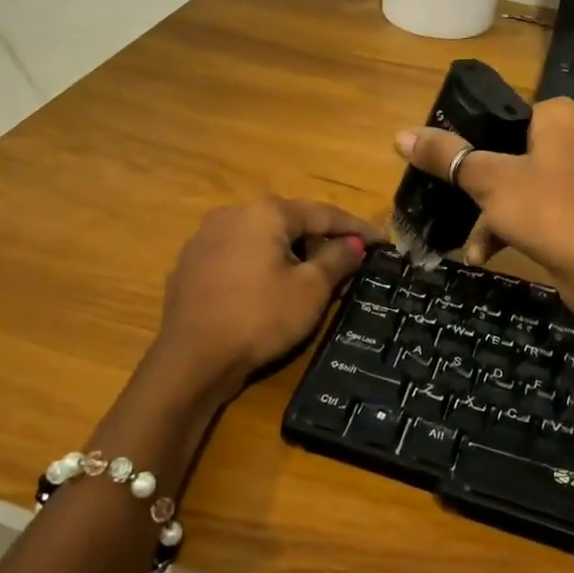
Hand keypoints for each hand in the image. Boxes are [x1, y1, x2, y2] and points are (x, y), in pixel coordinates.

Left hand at [150, 197, 379, 402]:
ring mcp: (205, 238)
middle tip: (348, 265)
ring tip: (311, 280)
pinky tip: (269, 291)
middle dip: (321, 241)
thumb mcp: (310, 290)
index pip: (323, 213)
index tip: (383, 241)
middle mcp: (233, 213)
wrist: (191, 360)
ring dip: (290, 254)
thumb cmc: (260, 318)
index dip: (357, 228)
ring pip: (261, 238)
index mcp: (265, 212)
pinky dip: (260, 266)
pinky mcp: (190, 264)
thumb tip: (355, 244)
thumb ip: (337, 259)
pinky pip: (237, 256)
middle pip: (290, 222)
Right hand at [394, 98, 573, 321]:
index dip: (471, 136)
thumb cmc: (547, 210)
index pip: (505, 113)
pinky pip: (539, 211)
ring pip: (521, 186)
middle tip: (450, 200)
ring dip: (490, 216)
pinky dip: (513, 228)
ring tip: (468, 244)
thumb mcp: (487, 180)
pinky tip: (485, 256)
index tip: (445, 161)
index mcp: (559, 117)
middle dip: (476, 185)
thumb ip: (446, 155)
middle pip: (509, 153)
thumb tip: (401, 135)